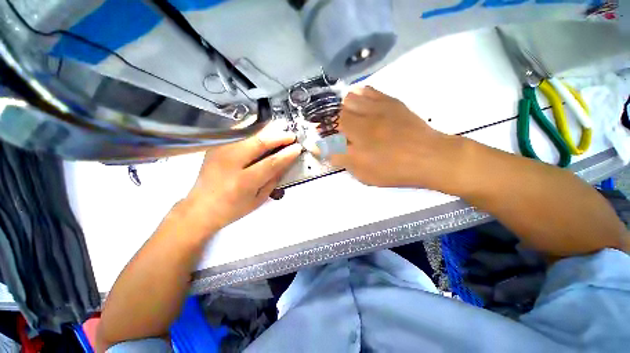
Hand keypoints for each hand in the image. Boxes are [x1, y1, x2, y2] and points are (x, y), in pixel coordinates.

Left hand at [184, 122, 300, 232]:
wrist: (201, 207)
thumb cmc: (234, 208)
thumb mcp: (259, 198)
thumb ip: (273, 179)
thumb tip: (286, 161)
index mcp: (244, 182)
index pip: (271, 163)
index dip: (286, 154)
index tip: (298, 148)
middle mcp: (230, 163)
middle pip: (259, 143)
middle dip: (278, 137)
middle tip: (291, 135)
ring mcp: (221, 151)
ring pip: (248, 134)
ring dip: (268, 130)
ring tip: (281, 128)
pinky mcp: (216, 147)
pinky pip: (238, 133)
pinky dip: (253, 130)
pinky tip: (264, 130)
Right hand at [331, 86, 459, 187]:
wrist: (429, 156)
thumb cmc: (394, 170)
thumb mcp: (364, 173)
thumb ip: (341, 160)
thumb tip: (321, 150)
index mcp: (356, 145)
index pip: (329, 137)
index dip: (320, 137)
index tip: (318, 139)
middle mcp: (362, 124)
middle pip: (335, 115)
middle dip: (327, 120)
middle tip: (327, 126)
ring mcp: (376, 110)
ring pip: (348, 100)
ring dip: (340, 107)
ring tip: (342, 114)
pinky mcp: (390, 102)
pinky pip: (367, 90)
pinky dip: (357, 94)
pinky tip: (356, 100)